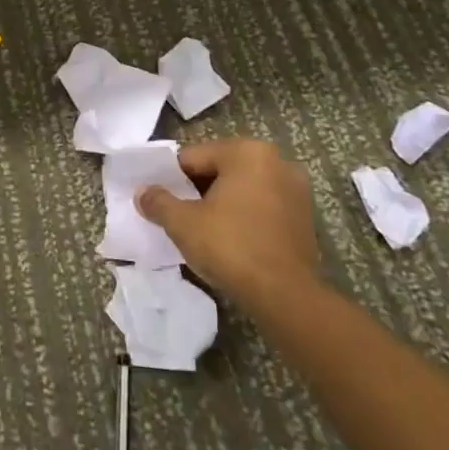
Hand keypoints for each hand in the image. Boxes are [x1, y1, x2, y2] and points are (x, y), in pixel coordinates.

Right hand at [135, 139, 321, 308]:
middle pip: (220, 170)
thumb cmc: (231, 246)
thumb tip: (142, 192)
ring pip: (243, 189)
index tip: (161, 200)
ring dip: (222, 204)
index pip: (193, 157)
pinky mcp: (306, 218)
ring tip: (203, 230)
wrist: (285, 297)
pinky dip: (244, 217)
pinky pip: (262, 207)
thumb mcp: (182, 223)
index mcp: (247, 152)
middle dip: (198, 190)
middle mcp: (276, 161)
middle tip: (179, 215)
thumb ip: (158, 202)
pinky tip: (231, 241)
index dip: (171, 179)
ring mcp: (296, 190)